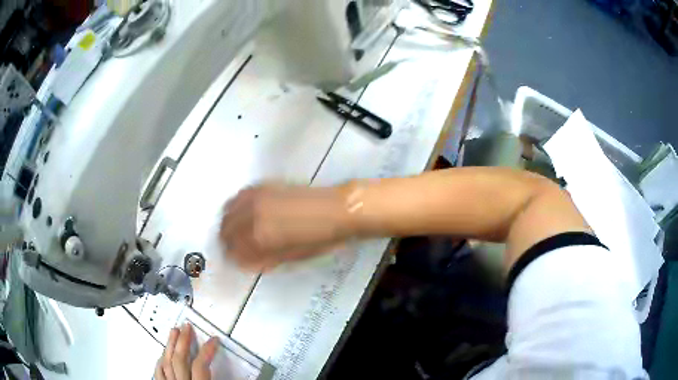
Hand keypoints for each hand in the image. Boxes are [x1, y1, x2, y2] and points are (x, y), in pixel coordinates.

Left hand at [155, 323, 218, 379]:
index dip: (207, 350)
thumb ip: (221, 378)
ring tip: (174, 332)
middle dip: (183, 341)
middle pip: (179, 359)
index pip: (200, 365)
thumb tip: (237, 372)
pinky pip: (158, 373)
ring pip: (166, 363)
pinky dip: (161, 362)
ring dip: (170, 346)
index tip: (214, 340)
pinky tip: (163, 355)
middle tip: (187, 327)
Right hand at [220, 184, 352, 270]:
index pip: (233, 251)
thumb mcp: (290, 257)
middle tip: (236, 247)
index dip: (233, 258)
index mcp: (259, 237)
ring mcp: (256, 197)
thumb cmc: (318, 239)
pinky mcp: (263, 185)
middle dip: (228, 241)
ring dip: (230, 223)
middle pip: (225, 229)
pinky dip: (237, 207)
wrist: (335, 210)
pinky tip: (246, 213)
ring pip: (228, 211)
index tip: (237, 260)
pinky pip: (239, 197)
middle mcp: (251, 214)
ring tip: (239, 230)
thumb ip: (264, 259)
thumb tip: (247, 260)